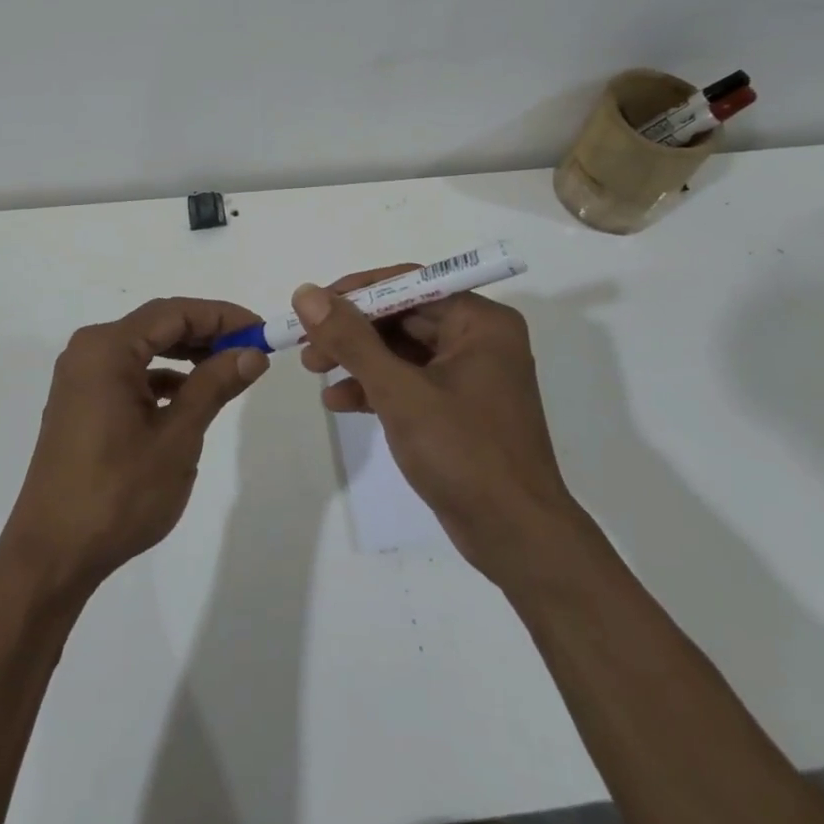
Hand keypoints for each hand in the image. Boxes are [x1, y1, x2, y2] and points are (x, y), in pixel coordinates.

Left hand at [1, 297, 268, 594]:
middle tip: (251, 349)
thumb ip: (214, 386)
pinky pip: (128, 373)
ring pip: (144, 349)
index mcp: (107, 348)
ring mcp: (80, 377)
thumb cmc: (118, 493)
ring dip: (186, 355)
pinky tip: (189, 397)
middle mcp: (89, 351)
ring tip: (228, 370)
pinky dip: (162, 378)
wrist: (52, 554)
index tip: (262, 330)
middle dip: (206, 333)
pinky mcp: (80, 402)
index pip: (175, 313)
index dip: (222, 316)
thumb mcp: (177, 437)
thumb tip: (252, 353)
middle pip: (157, 325)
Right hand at [295, 269, 571, 581]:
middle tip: (307, 344)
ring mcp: (469, 374)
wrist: (516, 539)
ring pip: (401, 349)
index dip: (357, 291)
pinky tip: (338, 401)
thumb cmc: (464, 453)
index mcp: (479, 321)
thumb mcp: (399, 392)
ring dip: (357, 358)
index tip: (313, 305)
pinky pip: (409, 381)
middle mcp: (478, 339)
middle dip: (352, 330)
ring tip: (313, 370)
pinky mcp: (458, 407)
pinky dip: (375, 386)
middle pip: (402, 316)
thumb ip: (351, 340)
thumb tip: (307, 293)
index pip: (409, 284)